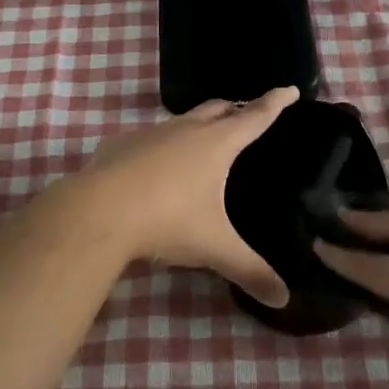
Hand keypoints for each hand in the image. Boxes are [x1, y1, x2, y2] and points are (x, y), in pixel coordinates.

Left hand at [45, 88, 299, 308]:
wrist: (98, 211)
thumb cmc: (168, 221)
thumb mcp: (214, 248)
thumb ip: (250, 271)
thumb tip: (283, 300)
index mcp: (216, 144)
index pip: (255, 116)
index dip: (275, 103)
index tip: (290, 89)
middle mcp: (186, 129)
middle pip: (218, 109)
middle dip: (236, 108)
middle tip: (247, 113)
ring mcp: (151, 133)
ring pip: (182, 120)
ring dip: (198, 124)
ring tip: (204, 140)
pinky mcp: (121, 144)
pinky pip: (150, 138)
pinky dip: (162, 145)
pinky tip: (156, 166)